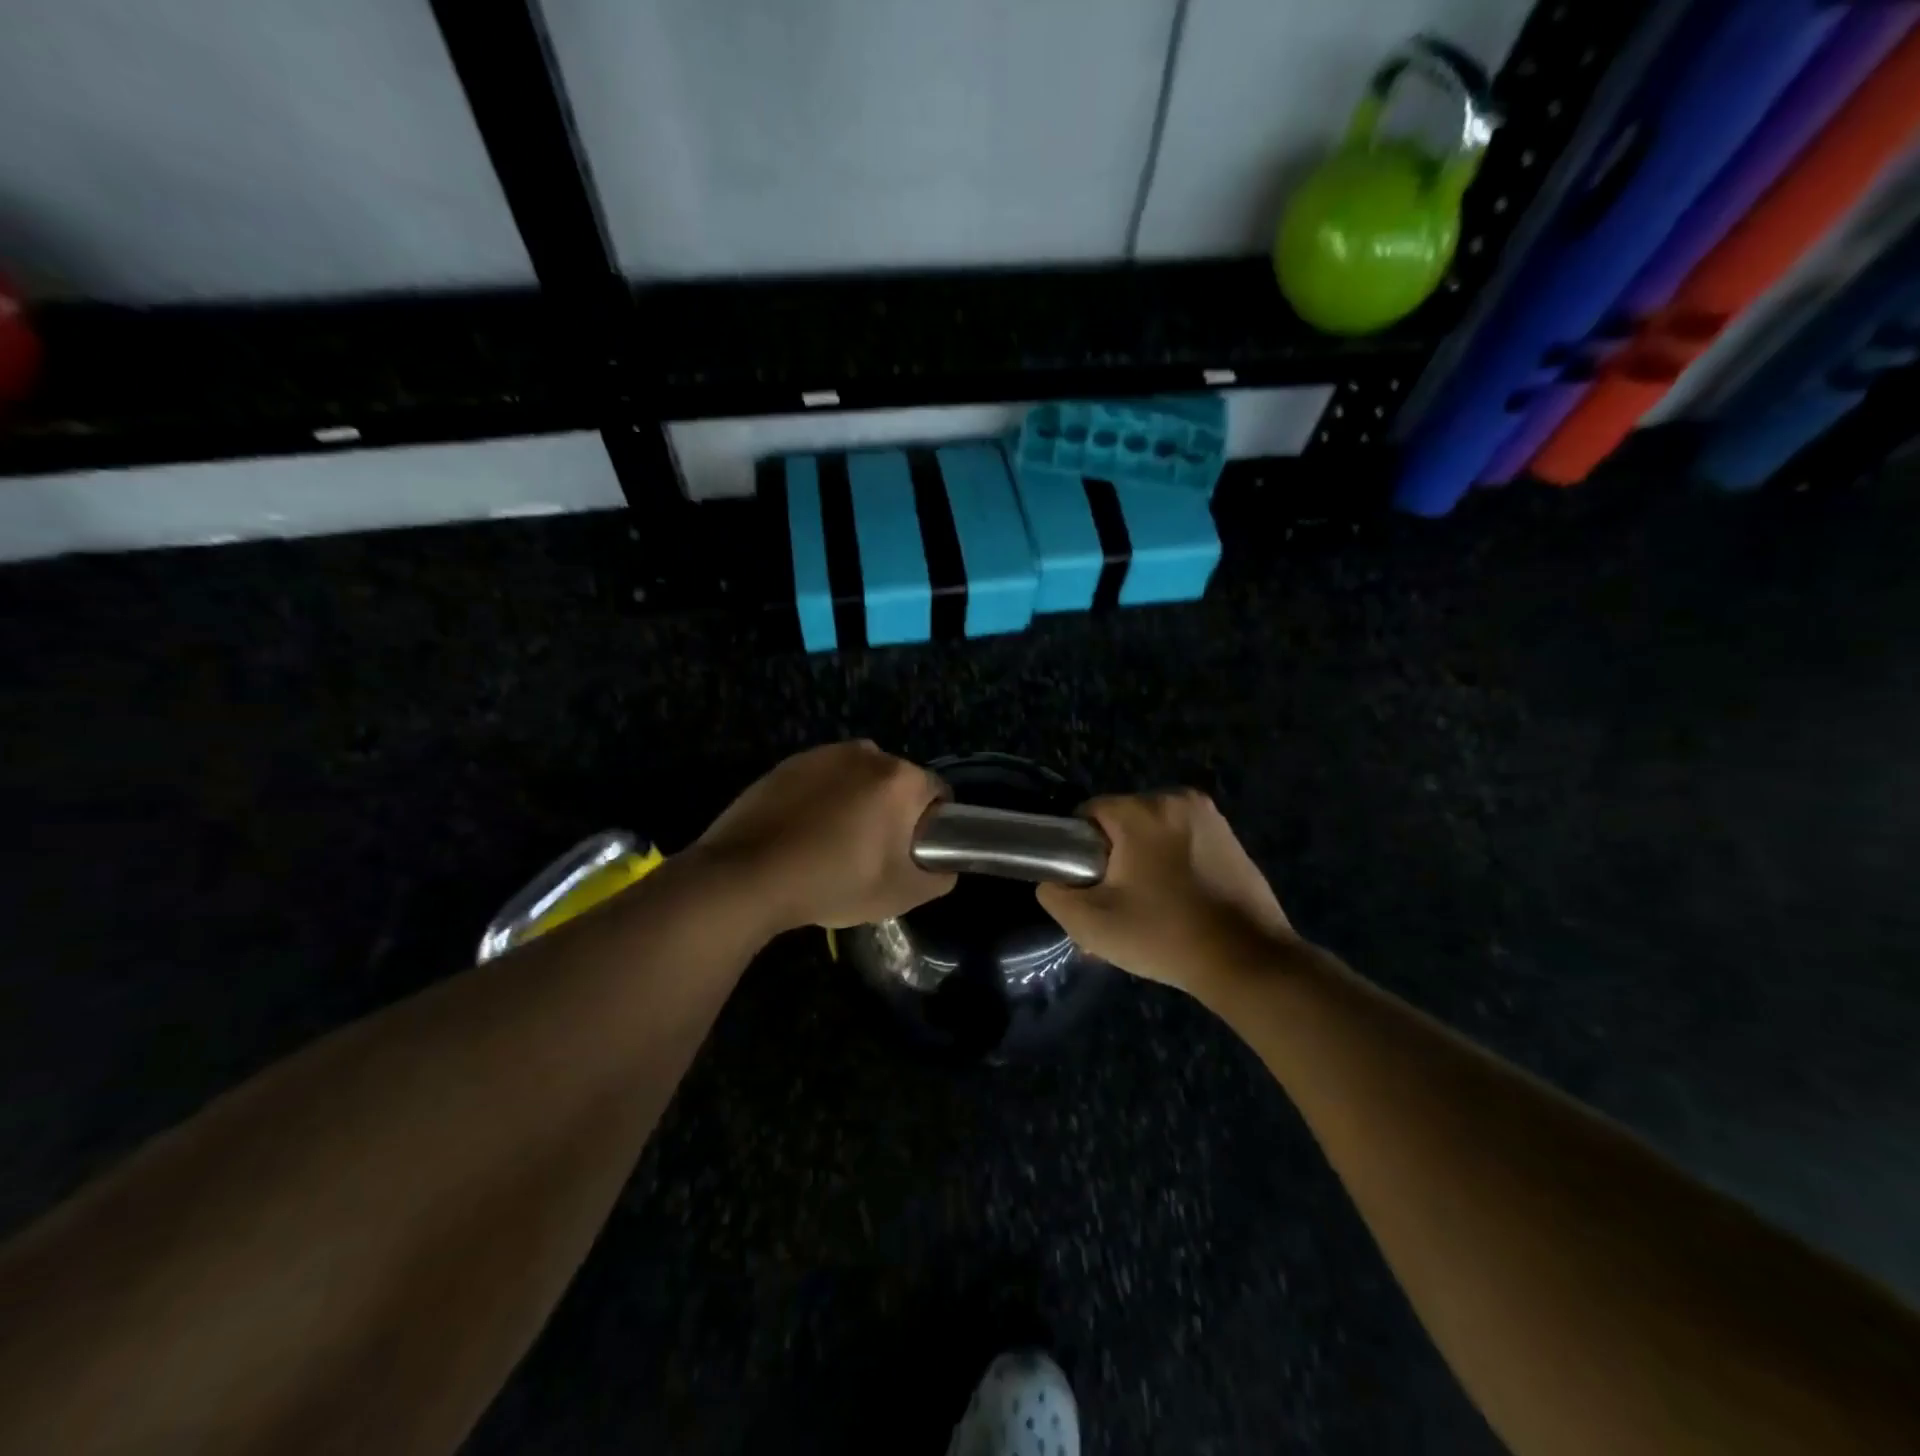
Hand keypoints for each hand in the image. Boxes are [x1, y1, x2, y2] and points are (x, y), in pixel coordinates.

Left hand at [694, 741, 956, 932]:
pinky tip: (803, 835)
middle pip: (896, 784)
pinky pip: (822, 780)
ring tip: (833, 846)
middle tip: (872, 855)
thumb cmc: (834, 881)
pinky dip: (822, 800)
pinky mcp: (788, 763)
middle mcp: (866, 753)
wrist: (747, 876)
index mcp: (900, 778)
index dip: (932, 826)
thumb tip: (944, 864)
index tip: (911, 854)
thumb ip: (940, 876)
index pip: (938, 794)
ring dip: (857, 804)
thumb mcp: (902, 893)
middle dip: (892, 813)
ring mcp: (822, 754)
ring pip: (858, 780)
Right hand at [1037, 790, 1295, 998]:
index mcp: (1143, 810)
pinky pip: (1183, 843)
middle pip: (1122, 822)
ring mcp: (1211, 817)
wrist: (1248, 962)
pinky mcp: (1232, 838)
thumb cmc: (1164, 936)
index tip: (1089, 886)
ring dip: (1143, 862)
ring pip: (1153, 833)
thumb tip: (1055, 880)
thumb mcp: (1090, 923)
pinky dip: (1172, 865)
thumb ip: (1055, 893)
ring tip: (1147, 909)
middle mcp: (1178, 799)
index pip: (1089, 814)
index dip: (1079, 849)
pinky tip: (1178, 904)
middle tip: (1116, 905)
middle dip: (1113, 857)